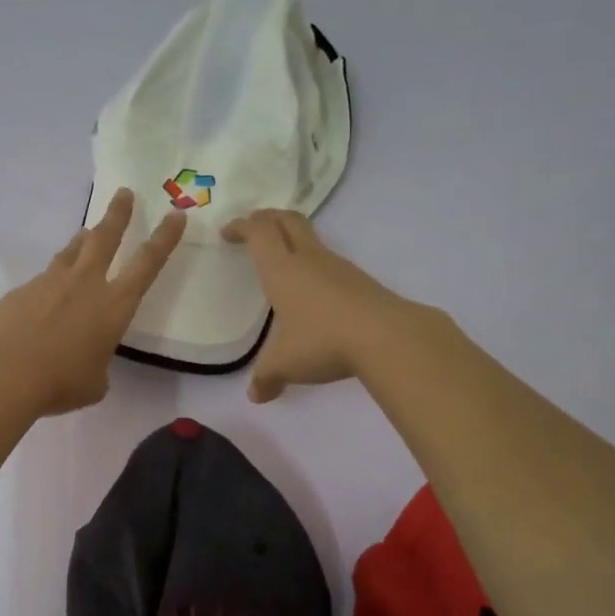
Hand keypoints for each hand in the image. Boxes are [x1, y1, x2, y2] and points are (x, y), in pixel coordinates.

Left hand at [0, 188, 185, 415]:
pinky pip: (43, 280)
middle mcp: (86, 284)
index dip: (164, 239)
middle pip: (106, 237)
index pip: (147, 264)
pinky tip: (44, 297)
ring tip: (87, 233)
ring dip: (83, 240)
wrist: (7, 372)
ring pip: (72, 251)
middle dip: (118, 214)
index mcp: (115, 306)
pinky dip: (50, 282)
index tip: (176, 215)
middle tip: (124, 193)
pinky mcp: (23, 290)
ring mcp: (51, 282)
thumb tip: (85, 359)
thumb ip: (97, 363)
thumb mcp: (95, 382)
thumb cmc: (62, 381)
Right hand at [223, 209, 422, 403]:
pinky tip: (312, 291)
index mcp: (282, 270)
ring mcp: (339, 268)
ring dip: (293, 240)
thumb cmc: (322, 341)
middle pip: (287, 220)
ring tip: (282, 260)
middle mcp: (310, 259)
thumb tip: (256, 397)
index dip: (241, 227)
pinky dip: (313, 265)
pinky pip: (329, 263)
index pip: (258, 233)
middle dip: (267, 218)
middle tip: (253, 226)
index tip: (227, 232)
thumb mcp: (285, 364)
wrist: (388, 337)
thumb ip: (266, 378)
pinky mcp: (360, 282)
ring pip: (312, 240)